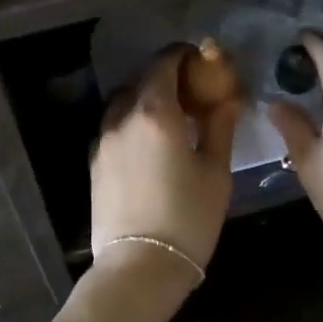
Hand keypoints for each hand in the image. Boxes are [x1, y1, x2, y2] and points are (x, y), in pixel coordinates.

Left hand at [91, 45, 241, 278]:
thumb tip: (228, 99)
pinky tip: (148, 143)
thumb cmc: (188, 218)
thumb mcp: (216, 172)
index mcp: (157, 113)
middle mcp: (124, 118)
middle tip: (191, 92)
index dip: (183, 55)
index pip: (165, 64)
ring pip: (123, 102)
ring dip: (144, 99)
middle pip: (142, 80)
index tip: (200, 60)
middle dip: (166, 77)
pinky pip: (113, 126)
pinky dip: (130, 121)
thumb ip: (220, 128)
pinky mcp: (94, 162)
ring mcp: (104, 140)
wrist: (140, 266)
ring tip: (168, 118)